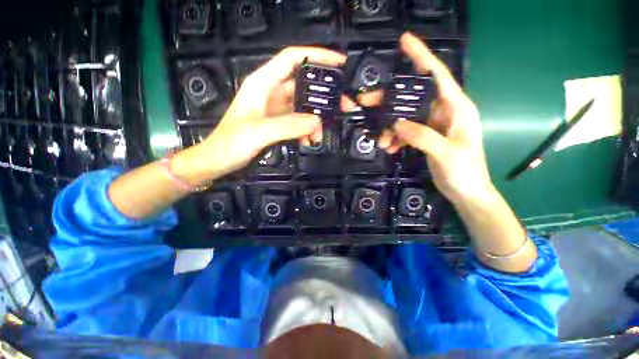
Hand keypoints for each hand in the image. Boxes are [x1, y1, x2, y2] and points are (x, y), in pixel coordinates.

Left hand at [196, 47, 346, 177]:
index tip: (340, 64)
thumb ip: (288, 126)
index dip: (317, 56)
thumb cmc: (231, 143)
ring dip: (315, 119)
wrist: (218, 160)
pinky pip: (298, 121)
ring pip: (303, 106)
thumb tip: (317, 122)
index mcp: (263, 84)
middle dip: (324, 95)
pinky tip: (308, 140)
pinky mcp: (277, 122)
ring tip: (320, 135)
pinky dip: (306, 129)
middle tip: (343, 106)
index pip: (293, 59)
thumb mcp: (258, 132)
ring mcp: (275, 108)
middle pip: (304, 85)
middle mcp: (271, 92)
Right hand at [387, 33, 492, 203]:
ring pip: (405, 115)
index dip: (421, 56)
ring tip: (381, 142)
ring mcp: (433, 124)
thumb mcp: (446, 153)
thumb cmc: (465, 172)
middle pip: (413, 96)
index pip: (437, 75)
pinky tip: (390, 148)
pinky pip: (405, 130)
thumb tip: (397, 124)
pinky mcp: (425, 136)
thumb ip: (422, 136)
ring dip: (390, 126)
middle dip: (390, 100)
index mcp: (457, 107)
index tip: (404, 41)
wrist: (467, 192)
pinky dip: (395, 137)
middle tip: (366, 102)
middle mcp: (444, 110)